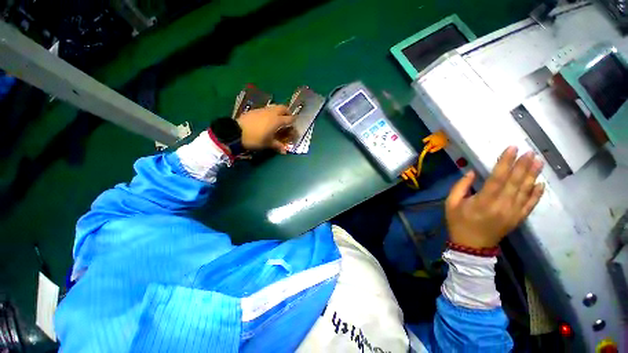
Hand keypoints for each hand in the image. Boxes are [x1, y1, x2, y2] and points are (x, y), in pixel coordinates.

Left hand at [237, 105, 295, 153]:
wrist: (236, 132)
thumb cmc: (255, 139)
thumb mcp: (267, 144)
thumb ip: (277, 146)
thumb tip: (285, 151)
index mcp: (277, 120)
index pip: (289, 119)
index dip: (293, 122)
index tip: (294, 125)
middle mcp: (271, 113)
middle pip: (283, 108)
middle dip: (288, 112)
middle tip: (288, 118)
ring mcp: (263, 110)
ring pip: (274, 107)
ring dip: (279, 111)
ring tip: (278, 118)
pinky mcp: (255, 110)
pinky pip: (266, 109)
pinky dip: (270, 112)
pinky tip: (267, 119)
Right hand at [445, 147, 544, 248]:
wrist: (472, 245)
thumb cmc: (458, 222)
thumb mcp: (451, 203)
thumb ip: (460, 187)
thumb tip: (471, 172)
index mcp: (483, 201)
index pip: (497, 178)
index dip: (505, 163)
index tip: (512, 149)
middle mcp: (502, 205)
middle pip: (515, 182)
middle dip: (522, 165)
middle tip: (530, 151)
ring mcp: (513, 213)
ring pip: (525, 191)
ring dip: (532, 175)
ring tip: (538, 161)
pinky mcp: (518, 218)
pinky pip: (530, 204)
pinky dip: (536, 194)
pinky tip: (540, 183)